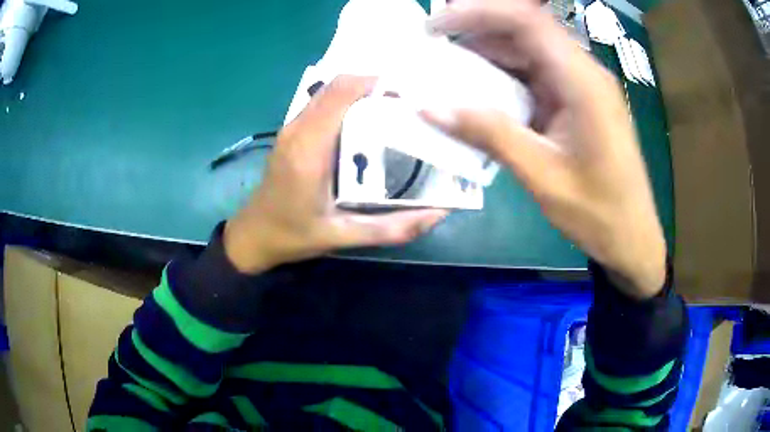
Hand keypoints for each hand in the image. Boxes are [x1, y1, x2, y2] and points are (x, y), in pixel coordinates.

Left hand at [224, 76, 446, 273]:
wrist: (254, 236)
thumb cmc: (294, 236)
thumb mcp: (344, 236)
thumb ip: (392, 227)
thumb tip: (438, 214)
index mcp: (310, 148)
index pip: (343, 93)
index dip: (376, 84)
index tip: (409, 96)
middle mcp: (298, 129)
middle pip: (338, 85)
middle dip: (375, 86)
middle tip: (406, 106)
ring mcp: (291, 127)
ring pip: (330, 91)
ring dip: (361, 92)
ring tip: (392, 111)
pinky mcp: (291, 132)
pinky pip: (323, 103)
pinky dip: (348, 102)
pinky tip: (366, 123)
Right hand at [423, 0, 665, 298]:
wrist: (631, 237)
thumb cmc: (597, 212)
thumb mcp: (542, 175)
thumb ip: (490, 135)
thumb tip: (430, 108)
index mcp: (583, 82)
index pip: (527, 21)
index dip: (479, 13)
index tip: (436, 25)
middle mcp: (584, 73)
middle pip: (526, 31)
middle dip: (477, 30)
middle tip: (433, 44)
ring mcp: (582, 86)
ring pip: (529, 51)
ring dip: (489, 54)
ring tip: (448, 67)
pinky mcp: (578, 101)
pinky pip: (537, 75)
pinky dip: (506, 77)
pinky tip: (480, 91)